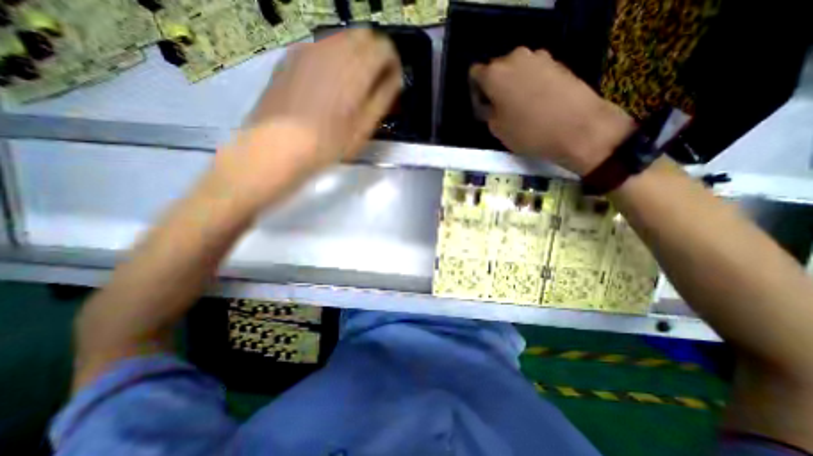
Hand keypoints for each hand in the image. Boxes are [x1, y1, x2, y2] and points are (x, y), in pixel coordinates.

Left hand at [207, 29, 399, 209]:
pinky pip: (321, 45)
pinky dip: (334, 56)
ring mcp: (309, 48)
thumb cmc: (328, 143)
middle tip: (374, 81)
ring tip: (353, 83)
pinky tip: (330, 80)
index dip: (393, 63)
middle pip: (364, 35)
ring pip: (342, 37)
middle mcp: (333, 48)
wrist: (278, 145)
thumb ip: (383, 98)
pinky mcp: (292, 55)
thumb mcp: (364, 127)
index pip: (385, 48)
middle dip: (375, 55)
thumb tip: (394, 79)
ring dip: (355, 54)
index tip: (392, 82)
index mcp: (356, 68)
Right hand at [471, 46, 634, 174]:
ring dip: (515, 85)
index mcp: (495, 74)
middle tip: (502, 109)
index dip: (477, 91)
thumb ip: (487, 112)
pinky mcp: (558, 62)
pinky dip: (532, 84)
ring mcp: (539, 57)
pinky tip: (539, 103)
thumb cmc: (529, 132)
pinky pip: (535, 72)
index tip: (484, 107)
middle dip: (496, 87)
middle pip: (497, 70)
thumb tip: (489, 105)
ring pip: (517, 70)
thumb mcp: (496, 129)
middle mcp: (515, 58)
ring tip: (523, 107)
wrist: (578, 128)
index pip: (475, 74)